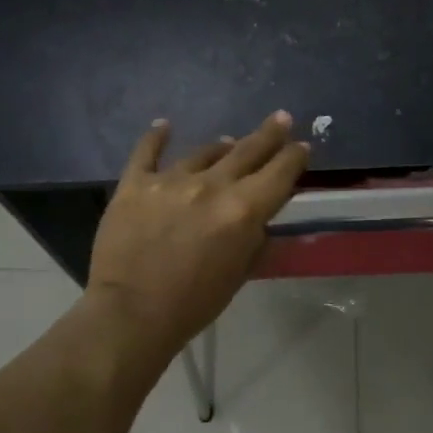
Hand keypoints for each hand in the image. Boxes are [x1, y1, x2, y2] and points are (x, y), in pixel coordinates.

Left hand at [87, 111, 310, 350]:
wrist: (131, 314)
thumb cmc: (194, 304)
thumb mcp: (240, 274)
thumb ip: (255, 240)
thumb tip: (261, 220)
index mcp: (242, 210)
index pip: (279, 174)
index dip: (294, 158)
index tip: (301, 146)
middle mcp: (211, 186)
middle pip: (247, 151)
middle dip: (268, 135)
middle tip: (281, 118)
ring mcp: (170, 181)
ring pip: (204, 152)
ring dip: (221, 146)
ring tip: (228, 142)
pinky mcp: (135, 184)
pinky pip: (147, 152)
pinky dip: (156, 137)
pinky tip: (164, 125)